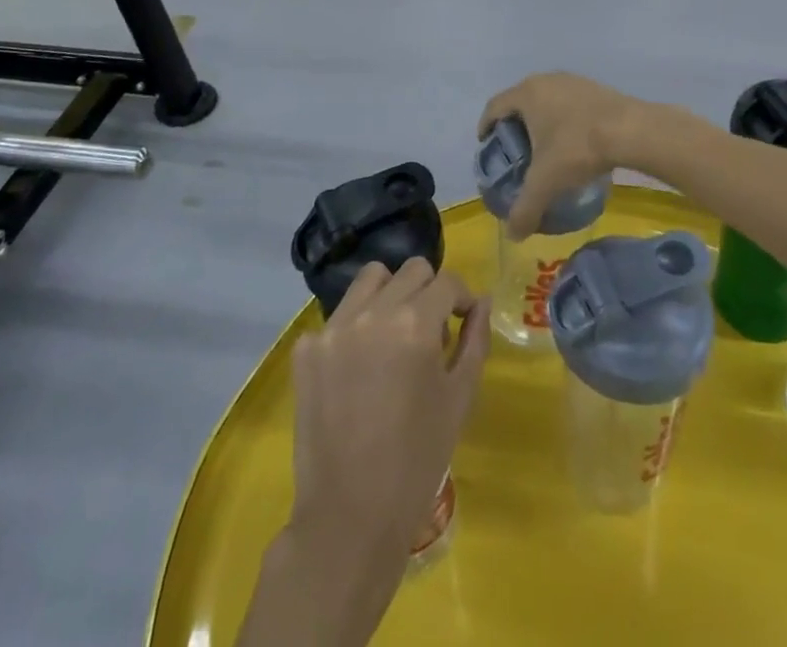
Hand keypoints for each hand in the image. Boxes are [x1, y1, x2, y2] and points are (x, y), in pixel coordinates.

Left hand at [281, 260, 489, 620]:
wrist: (350, 516)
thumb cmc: (417, 460)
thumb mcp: (459, 399)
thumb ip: (474, 341)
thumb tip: (479, 303)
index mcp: (415, 323)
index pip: (446, 281)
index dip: (461, 298)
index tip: (462, 320)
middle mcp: (373, 312)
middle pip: (410, 271)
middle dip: (429, 291)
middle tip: (431, 331)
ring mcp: (334, 327)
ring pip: (370, 279)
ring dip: (390, 294)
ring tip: (393, 335)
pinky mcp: (307, 348)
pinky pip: (338, 316)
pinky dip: (355, 328)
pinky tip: (359, 368)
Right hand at [479, 72, 678, 237]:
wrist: (632, 130)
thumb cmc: (578, 148)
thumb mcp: (546, 183)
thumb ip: (525, 208)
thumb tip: (512, 235)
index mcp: (526, 94)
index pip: (494, 106)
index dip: (486, 125)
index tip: (486, 144)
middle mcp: (545, 80)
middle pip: (520, 101)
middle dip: (514, 124)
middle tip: (516, 150)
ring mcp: (572, 81)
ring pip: (546, 99)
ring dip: (541, 119)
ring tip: (545, 146)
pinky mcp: (595, 87)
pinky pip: (569, 102)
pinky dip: (564, 118)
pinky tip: (574, 140)